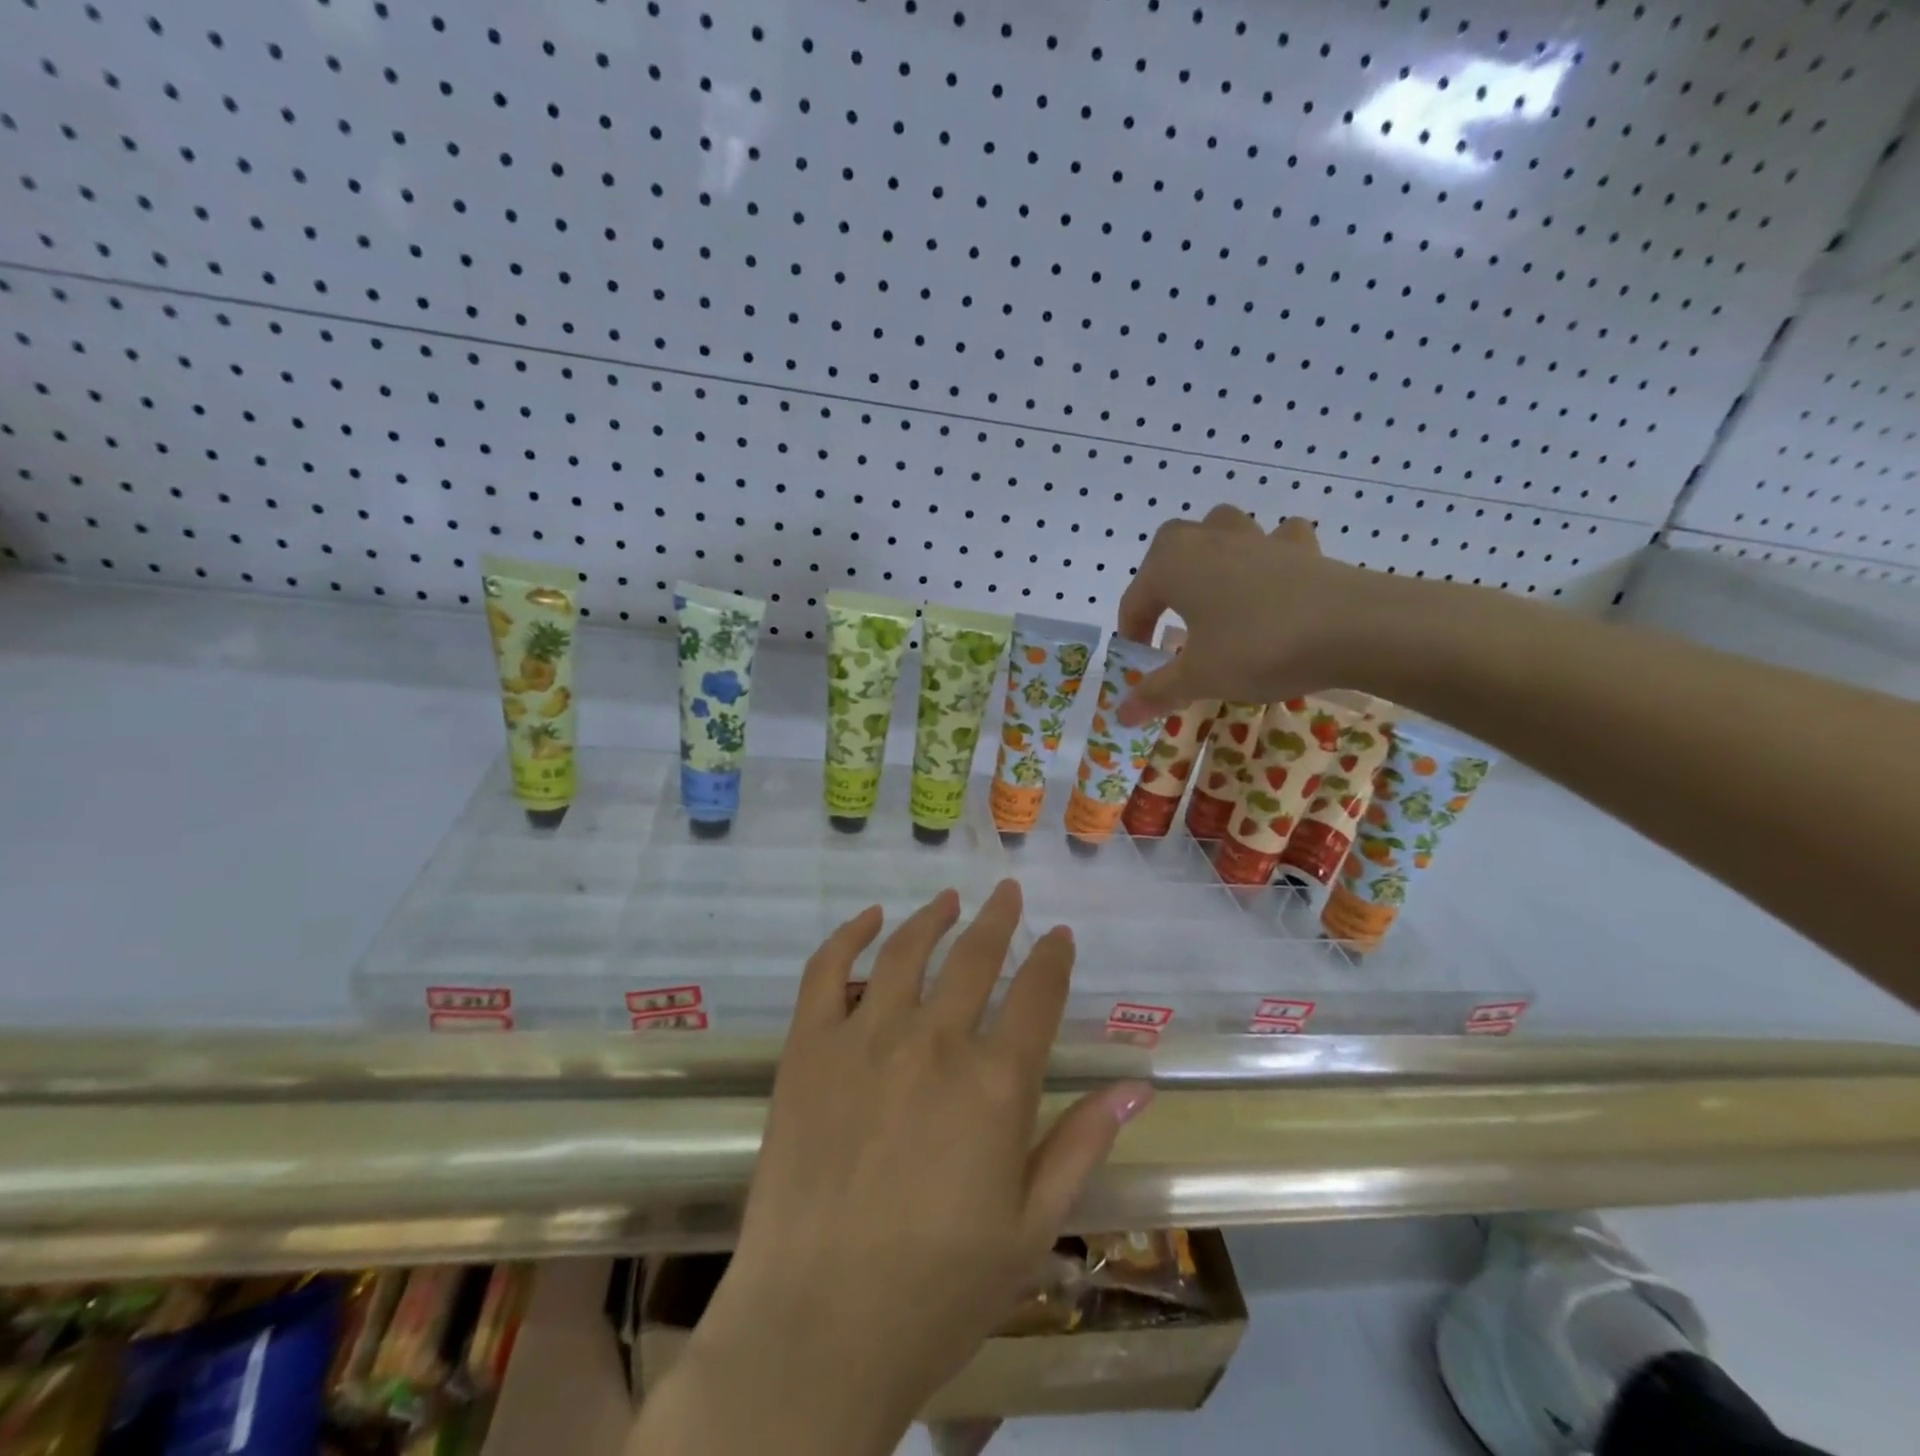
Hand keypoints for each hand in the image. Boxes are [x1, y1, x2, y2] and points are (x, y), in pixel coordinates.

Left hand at [683, 881, 1151, 1453]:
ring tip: (949, 899)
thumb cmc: (937, 1291)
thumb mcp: (1031, 1230)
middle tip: (1007, 893)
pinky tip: (871, 919)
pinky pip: (827, 970)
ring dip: (934, 916)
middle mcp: (934, 1041)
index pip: (1037, 994)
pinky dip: (851, 935)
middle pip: (975, 957)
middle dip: (999, 919)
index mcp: (995, 1085)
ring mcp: (865, 1036)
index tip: (1060, 936)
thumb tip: (1137, 1086)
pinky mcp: (808, 1046)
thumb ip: (1082, 1146)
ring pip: (907, 950)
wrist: (815, 1329)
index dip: (1053, 958)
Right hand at [1115, 506, 1376, 725]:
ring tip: (1214, 591)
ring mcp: (1257, 538)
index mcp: (1172, 566)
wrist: (1352, 627)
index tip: (1141, 664)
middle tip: (1169, 619)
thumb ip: (1156, 692)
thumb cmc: (1257, 648)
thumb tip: (1121, 714)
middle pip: (1169, 547)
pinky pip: (1276, 541)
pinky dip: (1268, 554)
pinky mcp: (1301, 547)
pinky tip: (1273, 580)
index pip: (1136, 600)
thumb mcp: (1199, 678)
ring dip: (1209, 554)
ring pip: (1220, 530)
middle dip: (1162, 580)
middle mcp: (1208, 540)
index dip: (1133, 634)